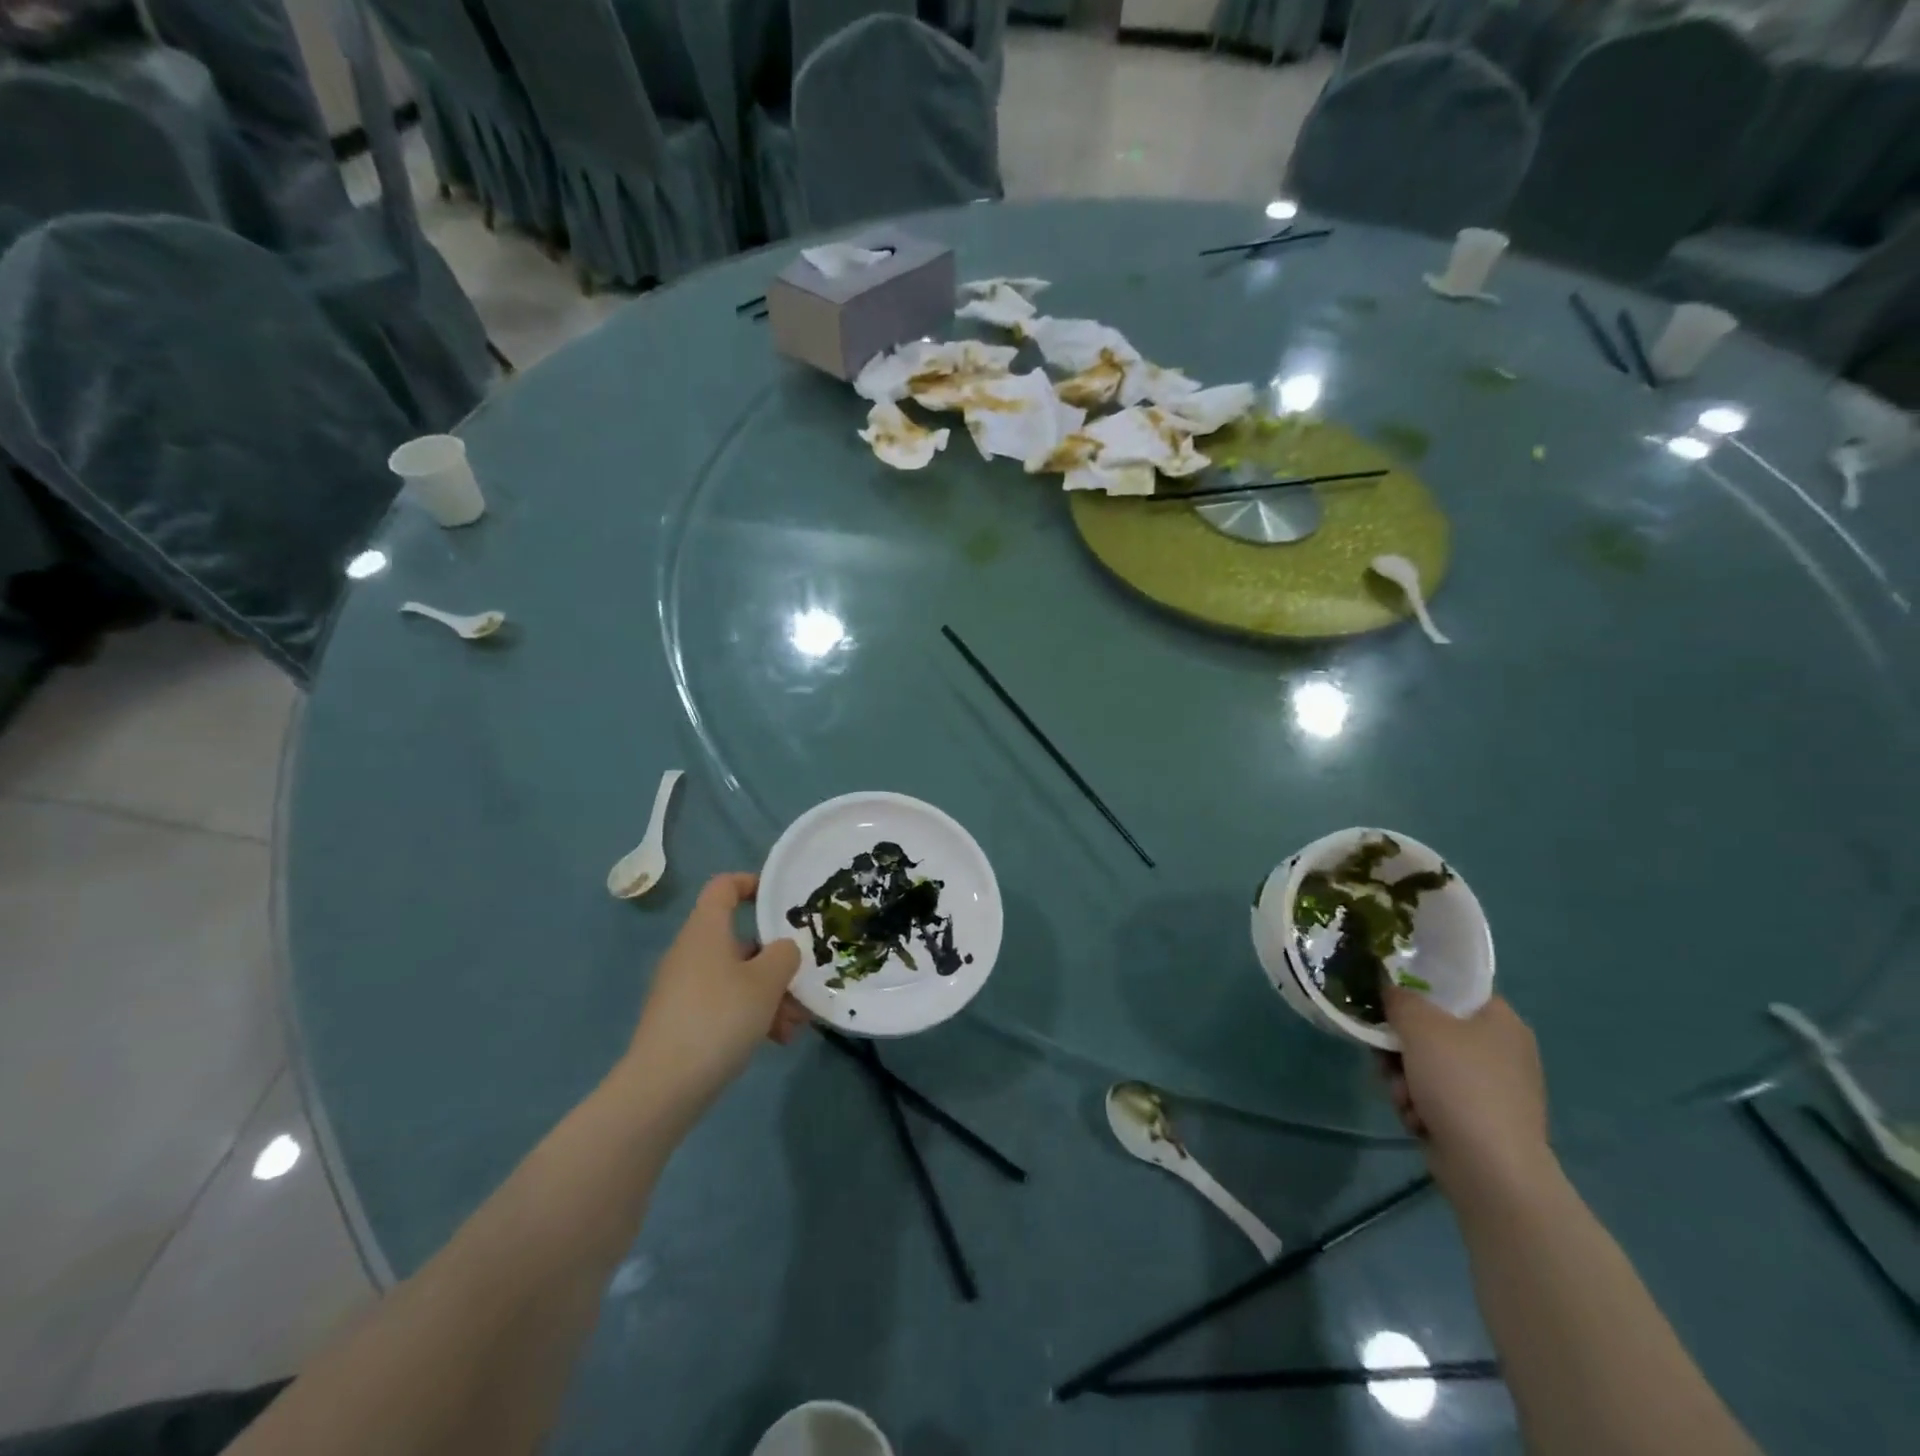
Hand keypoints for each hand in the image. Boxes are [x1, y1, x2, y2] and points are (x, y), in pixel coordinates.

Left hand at [622, 874, 803, 1114]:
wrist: (662, 1087)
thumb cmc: (719, 1018)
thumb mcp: (766, 982)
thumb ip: (784, 955)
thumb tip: (782, 949)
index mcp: (706, 930)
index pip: (724, 886)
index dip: (753, 884)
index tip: (781, 900)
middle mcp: (691, 952)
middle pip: (740, 939)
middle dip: (776, 961)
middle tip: (803, 983)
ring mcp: (684, 988)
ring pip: (737, 977)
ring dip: (770, 994)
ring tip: (795, 1025)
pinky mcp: (682, 1020)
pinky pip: (724, 1004)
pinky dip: (751, 1014)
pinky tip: (776, 1041)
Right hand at [1379, 986, 1550, 1197]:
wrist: (1490, 1168)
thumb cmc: (1459, 1082)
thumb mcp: (1419, 1024)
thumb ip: (1399, 998)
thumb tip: (1390, 990)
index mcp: (1501, 1020)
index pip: (1454, 989)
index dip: (1418, 988)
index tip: (1388, 999)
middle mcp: (1502, 1050)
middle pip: (1433, 1030)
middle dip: (1400, 1046)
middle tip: (1384, 1054)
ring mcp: (1493, 1088)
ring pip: (1427, 1065)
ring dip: (1403, 1078)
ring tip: (1401, 1096)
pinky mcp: (1480, 1120)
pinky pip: (1436, 1097)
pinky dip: (1419, 1105)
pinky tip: (1416, 1118)